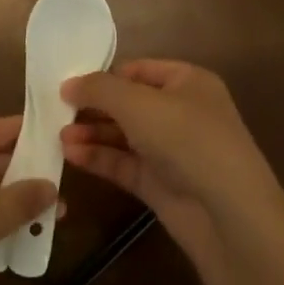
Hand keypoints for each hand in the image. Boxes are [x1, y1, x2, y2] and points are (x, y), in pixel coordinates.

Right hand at [60, 60, 283, 267]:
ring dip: (92, 133)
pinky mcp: (161, 183)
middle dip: (93, 107)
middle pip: (128, 103)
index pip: (138, 70)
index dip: (105, 75)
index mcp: (188, 82)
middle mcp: (181, 112)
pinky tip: (71, 154)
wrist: (228, 214)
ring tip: (58, 135)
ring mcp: (172, 150)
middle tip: (55, 111)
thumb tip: (68, 84)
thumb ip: (99, 89)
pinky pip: (124, 164)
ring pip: (124, 135)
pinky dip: (98, 158)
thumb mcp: (138, 103)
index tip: (68, 84)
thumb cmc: (187, 139)